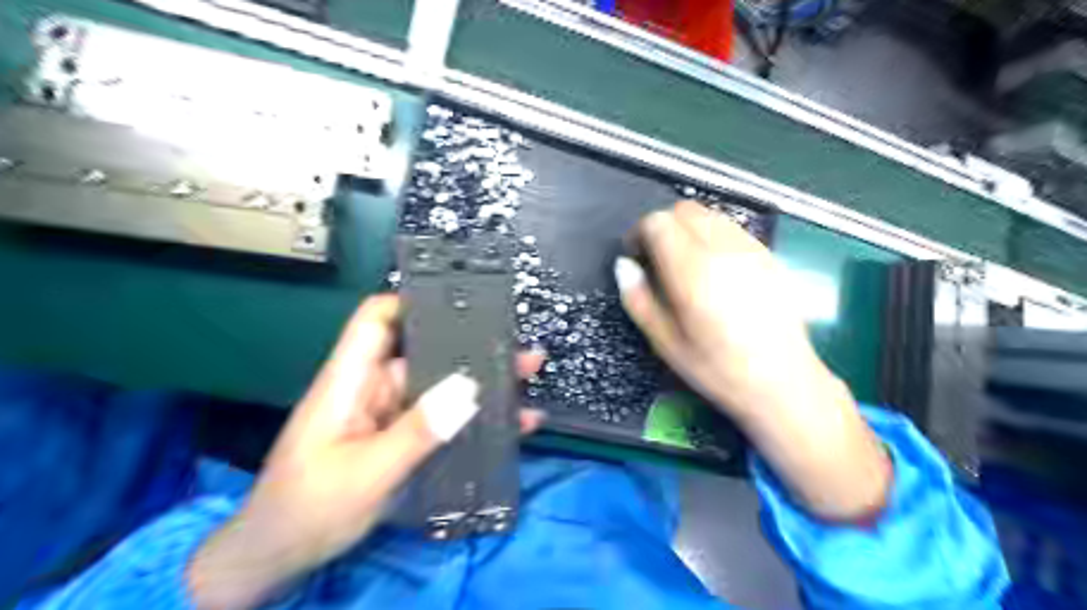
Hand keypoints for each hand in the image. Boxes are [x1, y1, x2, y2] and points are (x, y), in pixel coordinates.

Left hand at [189, 293, 543, 606]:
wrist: (282, 557)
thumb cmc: (309, 509)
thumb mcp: (367, 472)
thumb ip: (417, 431)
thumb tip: (469, 388)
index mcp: (351, 381)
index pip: (376, 320)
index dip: (413, 302)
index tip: (462, 303)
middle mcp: (374, 388)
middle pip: (424, 352)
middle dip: (472, 347)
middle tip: (520, 349)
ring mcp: (391, 415)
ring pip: (441, 386)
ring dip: (483, 384)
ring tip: (529, 378)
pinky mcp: (403, 438)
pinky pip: (444, 419)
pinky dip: (476, 418)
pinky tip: (513, 424)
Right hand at [616, 202, 887, 520]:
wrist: (783, 383)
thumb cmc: (717, 369)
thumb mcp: (665, 342)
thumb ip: (639, 298)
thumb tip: (624, 266)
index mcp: (693, 270)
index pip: (659, 222)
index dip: (640, 233)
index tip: (636, 256)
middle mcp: (723, 248)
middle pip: (685, 210)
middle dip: (664, 226)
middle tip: (657, 258)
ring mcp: (751, 249)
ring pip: (711, 215)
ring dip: (689, 228)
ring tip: (685, 262)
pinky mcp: (769, 256)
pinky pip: (732, 228)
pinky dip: (713, 235)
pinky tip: (714, 269)